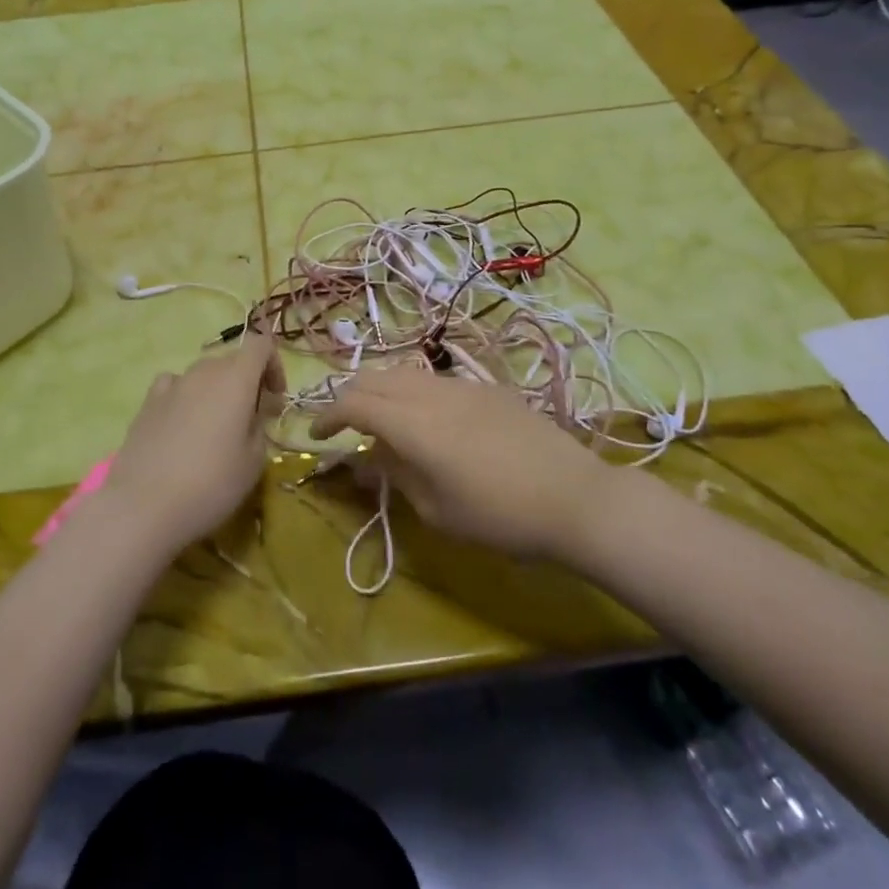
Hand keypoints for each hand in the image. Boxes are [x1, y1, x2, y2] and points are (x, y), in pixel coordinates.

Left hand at [100, 331, 284, 553]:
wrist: (143, 505)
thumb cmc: (211, 484)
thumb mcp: (254, 461)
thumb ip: (260, 426)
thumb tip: (253, 413)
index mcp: (236, 379)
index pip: (261, 344)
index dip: (273, 365)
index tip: (275, 398)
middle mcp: (203, 372)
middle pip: (232, 360)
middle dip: (247, 382)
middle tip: (251, 419)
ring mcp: (172, 384)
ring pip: (203, 374)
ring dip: (217, 390)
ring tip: (215, 427)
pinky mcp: (147, 402)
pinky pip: (174, 386)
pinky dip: (185, 396)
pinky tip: (182, 424)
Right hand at [310, 367, 613, 560]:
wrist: (574, 498)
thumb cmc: (499, 516)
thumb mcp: (437, 509)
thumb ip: (395, 473)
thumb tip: (367, 457)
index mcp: (413, 423)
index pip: (353, 403)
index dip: (326, 415)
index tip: (314, 434)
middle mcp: (431, 392)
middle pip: (373, 378)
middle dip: (349, 398)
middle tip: (343, 426)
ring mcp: (461, 384)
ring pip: (404, 372)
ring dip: (381, 391)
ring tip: (381, 421)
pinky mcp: (487, 387)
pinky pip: (435, 379)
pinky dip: (413, 392)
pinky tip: (427, 420)